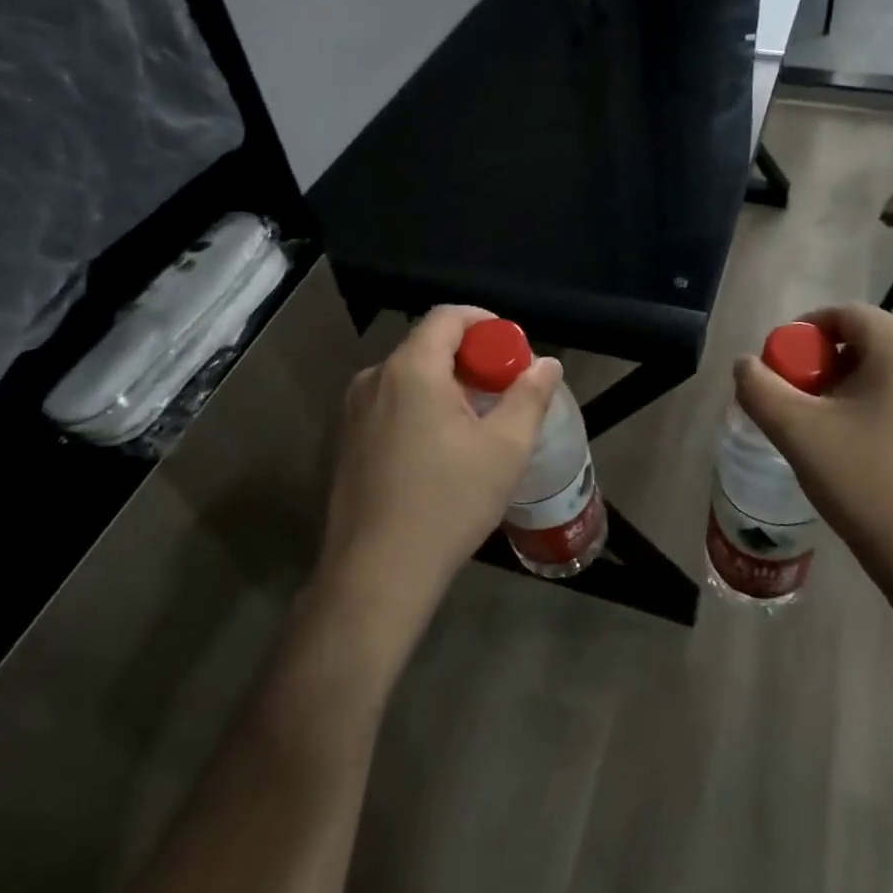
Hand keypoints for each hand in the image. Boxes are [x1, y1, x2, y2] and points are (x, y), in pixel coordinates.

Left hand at [316, 306, 561, 647]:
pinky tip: (438, 453)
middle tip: (502, 391)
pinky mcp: (344, 442)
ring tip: (475, 425)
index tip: (512, 350)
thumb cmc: (447, 503)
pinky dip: (419, 409)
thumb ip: (529, 396)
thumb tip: (547, 363)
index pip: (448, 316)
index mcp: (411, 370)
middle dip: (470, 359)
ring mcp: (352, 412)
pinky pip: (389, 405)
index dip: (486, 322)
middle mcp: (374, 379)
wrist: (376, 575)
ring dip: (445, 386)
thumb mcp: (505, 448)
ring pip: (408, 378)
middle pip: (428, 346)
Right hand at [733, 303, 892, 622]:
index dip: (804, 332)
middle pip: (871, 341)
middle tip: (804, 405)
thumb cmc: (870, 488)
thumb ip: (760, 389)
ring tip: (836, 432)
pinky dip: (889, 407)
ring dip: (858, 388)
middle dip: (829, 365)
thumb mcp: (798, 434)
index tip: (783, 368)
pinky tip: (876, 453)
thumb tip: (746, 364)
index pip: (845, 314)